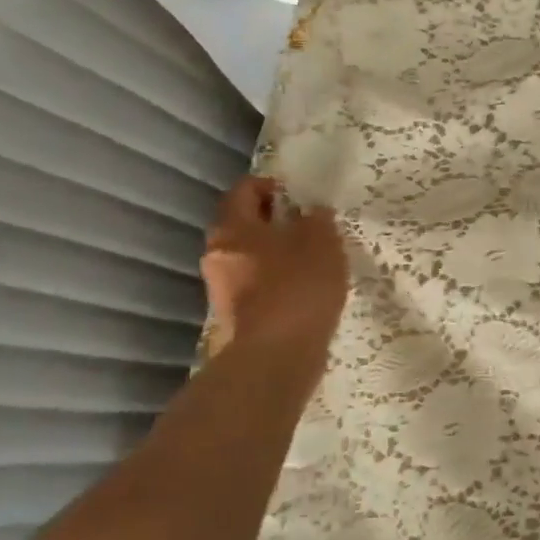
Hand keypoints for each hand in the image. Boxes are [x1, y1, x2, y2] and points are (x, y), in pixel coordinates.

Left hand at [200, 177, 348, 358]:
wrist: (278, 354)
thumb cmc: (298, 285)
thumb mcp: (321, 241)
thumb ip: (317, 219)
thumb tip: (311, 212)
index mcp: (232, 227)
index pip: (244, 190)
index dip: (271, 185)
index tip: (298, 193)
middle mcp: (217, 253)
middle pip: (243, 224)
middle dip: (274, 220)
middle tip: (309, 224)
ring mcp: (223, 287)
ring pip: (250, 256)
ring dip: (276, 251)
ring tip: (312, 257)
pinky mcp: (238, 314)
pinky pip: (257, 283)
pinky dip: (278, 278)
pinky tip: (305, 287)